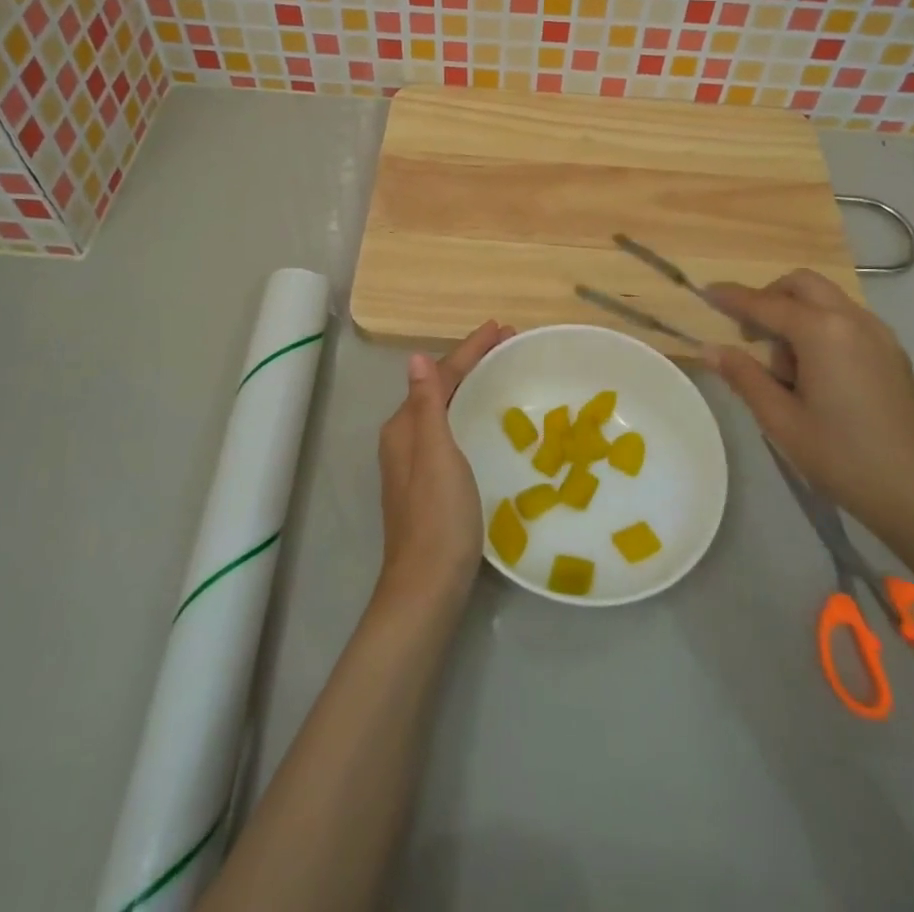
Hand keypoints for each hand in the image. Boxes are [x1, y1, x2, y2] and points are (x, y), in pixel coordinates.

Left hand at [374, 321, 512, 609]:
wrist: (427, 585)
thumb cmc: (438, 516)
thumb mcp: (437, 454)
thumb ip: (426, 404)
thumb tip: (415, 358)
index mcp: (405, 427)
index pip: (439, 375)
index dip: (469, 350)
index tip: (500, 328)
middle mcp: (405, 439)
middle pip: (440, 388)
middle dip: (472, 363)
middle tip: (508, 345)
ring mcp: (415, 463)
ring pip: (445, 409)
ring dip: (471, 386)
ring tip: (502, 372)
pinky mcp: (429, 483)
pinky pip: (450, 430)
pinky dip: (469, 412)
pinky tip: (487, 420)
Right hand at [703, 271, 913, 548]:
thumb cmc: (842, 457)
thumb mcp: (781, 420)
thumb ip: (744, 376)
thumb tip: (710, 348)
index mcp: (823, 332)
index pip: (766, 304)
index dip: (732, 297)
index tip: (704, 292)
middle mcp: (853, 320)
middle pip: (801, 284)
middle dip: (768, 297)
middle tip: (747, 333)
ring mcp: (879, 334)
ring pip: (826, 299)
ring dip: (796, 313)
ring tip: (784, 368)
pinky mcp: (892, 353)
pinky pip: (846, 320)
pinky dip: (820, 327)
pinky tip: (814, 373)